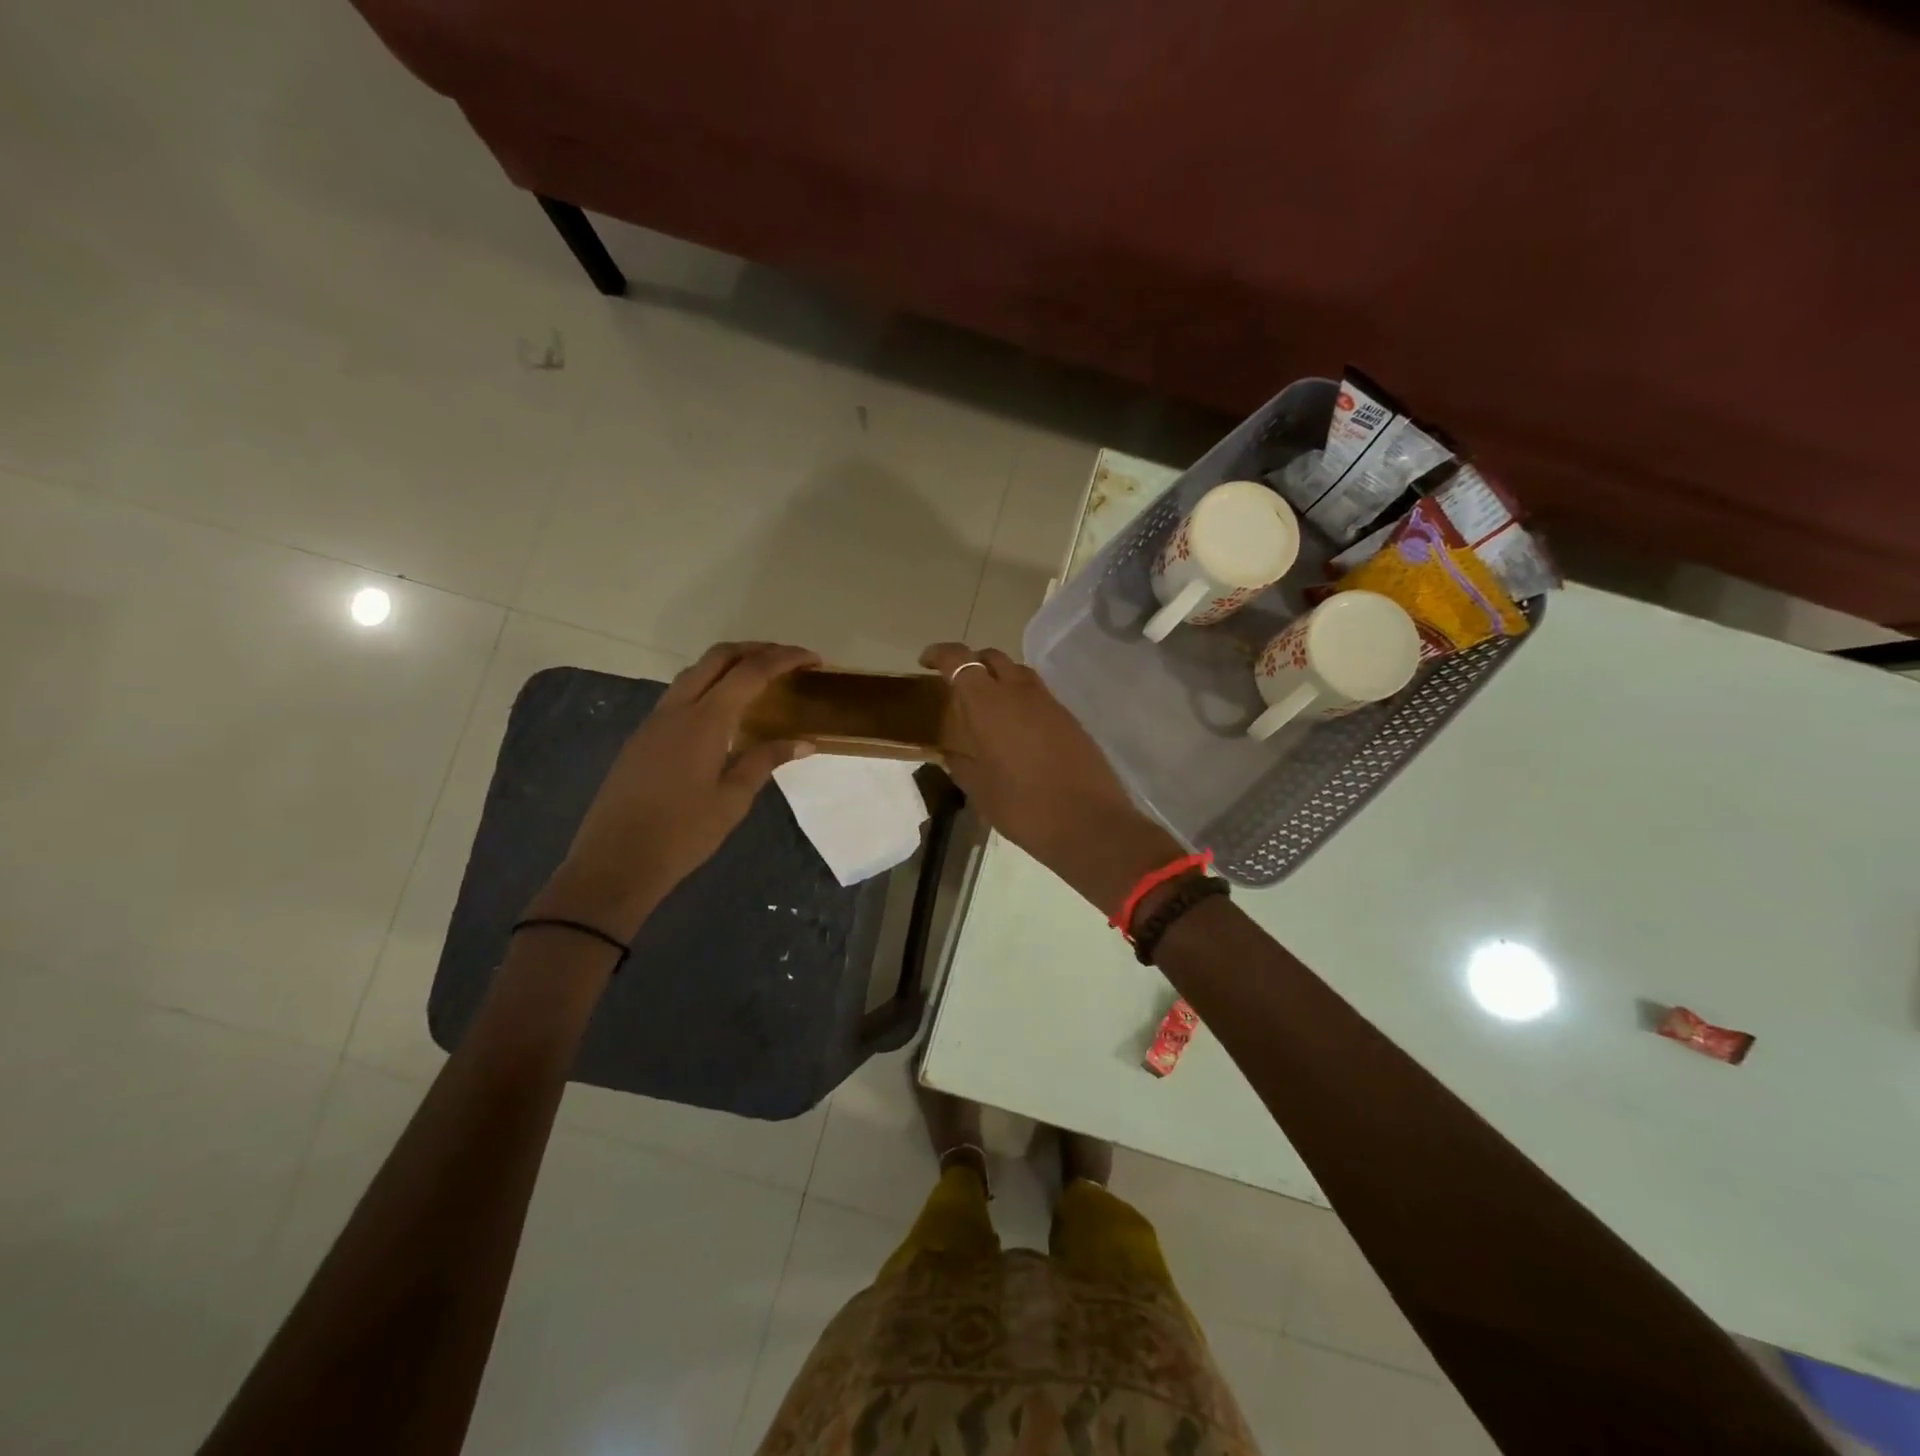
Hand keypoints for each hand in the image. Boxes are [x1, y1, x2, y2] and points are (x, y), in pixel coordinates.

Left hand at [528, 642, 819, 938]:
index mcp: (704, 720)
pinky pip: (681, 693)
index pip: (751, 672)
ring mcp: (655, 720)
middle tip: (789, 660)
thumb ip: (766, 760)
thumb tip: (804, 741)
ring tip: (761, 678)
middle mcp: (678, 708)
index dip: (785, 659)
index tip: (814, 659)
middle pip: (718, 657)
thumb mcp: (733, 799)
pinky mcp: (643, 736)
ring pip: (695, 672)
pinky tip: (725, 711)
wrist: (616, 861)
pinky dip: (710, 685)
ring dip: (730, 664)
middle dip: (756, 649)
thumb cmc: (683, 833)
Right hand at [920, 643, 1182, 916]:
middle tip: (957, 685)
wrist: (1089, 823)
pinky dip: (1020, 698)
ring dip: (999, 678)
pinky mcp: (1070, 718)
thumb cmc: (1024, 808)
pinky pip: (1038, 695)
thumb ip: (961, 762)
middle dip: (971, 662)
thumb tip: (952, 752)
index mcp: (989, 704)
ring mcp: (1050, 703)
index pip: (960, 660)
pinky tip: (1015, 728)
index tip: (925, 663)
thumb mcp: (980, 789)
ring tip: (986, 707)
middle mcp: (1020, 692)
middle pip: (992, 657)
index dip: (940, 654)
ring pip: (1018, 672)